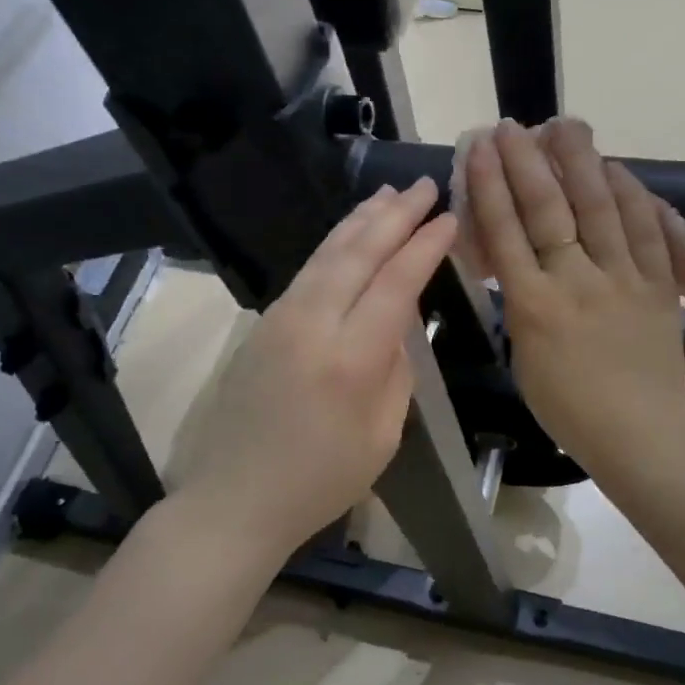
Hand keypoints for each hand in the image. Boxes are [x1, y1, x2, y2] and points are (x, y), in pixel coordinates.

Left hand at [172, 178, 456, 554]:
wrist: (236, 498)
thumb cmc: (321, 480)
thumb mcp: (382, 435)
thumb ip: (396, 370)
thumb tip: (398, 326)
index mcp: (351, 359)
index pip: (395, 284)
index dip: (425, 247)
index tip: (449, 218)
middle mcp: (312, 326)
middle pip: (358, 254)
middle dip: (395, 216)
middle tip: (423, 186)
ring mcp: (280, 320)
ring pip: (327, 254)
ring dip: (361, 220)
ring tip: (389, 194)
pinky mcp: (263, 324)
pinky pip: (308, 272)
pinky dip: (335, 245)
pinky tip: (350, 235)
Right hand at [464, 119, 684, 473]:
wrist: (639, 432)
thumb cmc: (570, 408)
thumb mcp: (525, 357)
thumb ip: (520, 306)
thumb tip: (520, 267)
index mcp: (534, 306)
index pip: (506, 233)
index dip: (492, 186)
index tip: (481, 150)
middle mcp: (576, 281)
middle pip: (549, 210)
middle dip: (527, 163)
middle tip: (513, 126)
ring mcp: (622, 278)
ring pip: (600, 208)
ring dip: (579, 163)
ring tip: (565, 126)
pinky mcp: (658, 284)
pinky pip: (647, 229)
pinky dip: (632, 195)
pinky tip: (616, 169)